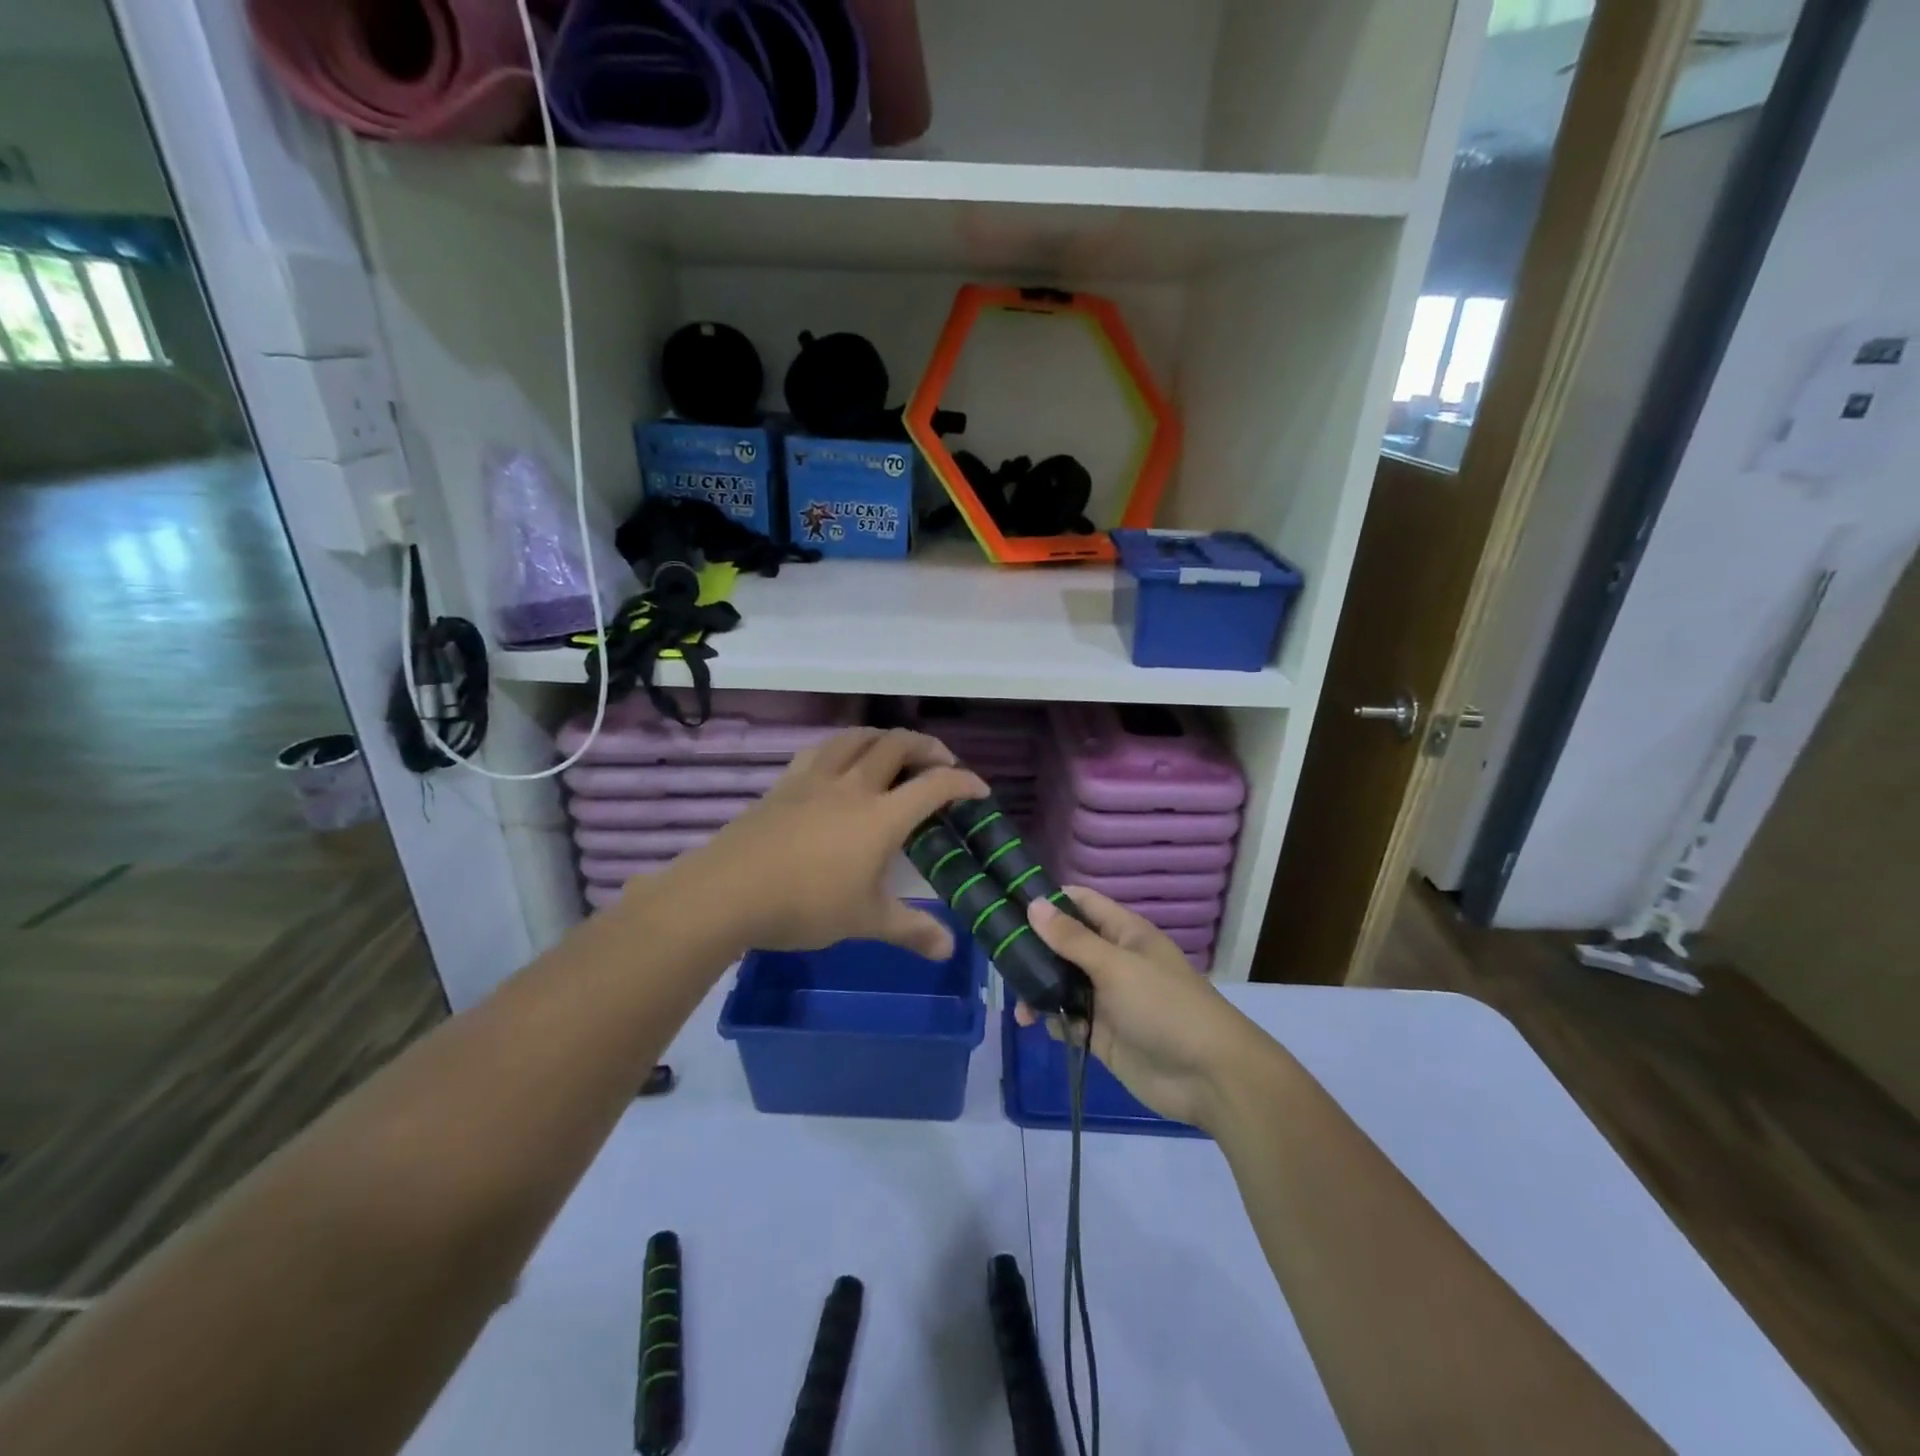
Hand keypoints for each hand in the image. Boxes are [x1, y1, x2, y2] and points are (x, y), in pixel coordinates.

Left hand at [678, 727, 986, 959]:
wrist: (729, 891)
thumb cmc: (805, 905)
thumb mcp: (865, 921)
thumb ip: (911, 930)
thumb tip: (949, 949)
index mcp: (882, 816)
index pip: (935, 785)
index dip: (963, 782)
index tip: (979, 789)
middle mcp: (854, 785)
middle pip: (898, 745)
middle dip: (928, 747)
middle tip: (941, 762)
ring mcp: (816, 779)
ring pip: (858, 737)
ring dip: (885, 737)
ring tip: (895, 751)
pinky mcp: (786, 782)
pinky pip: (823, 749)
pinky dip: (845, 745)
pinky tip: (842, 761)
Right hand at [1018, 888, 1266, 1130]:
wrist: (1208, 1077)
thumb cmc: (1164, 1007)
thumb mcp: (1116, 966)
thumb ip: (1072, 939)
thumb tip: (1034, 904)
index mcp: (1124, 934)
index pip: (1082, 903)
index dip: (1049, 899)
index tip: (1008, 901)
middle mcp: (1113, 961)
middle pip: (1065, 945)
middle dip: (1034, 950)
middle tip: (999, 957)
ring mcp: (1107, 999)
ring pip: (1062, 984)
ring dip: (1038, 989)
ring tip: (1019, 1004)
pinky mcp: (1101, 1035)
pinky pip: (1068, 1019)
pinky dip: (1052, 1020)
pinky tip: (1038, 1026)